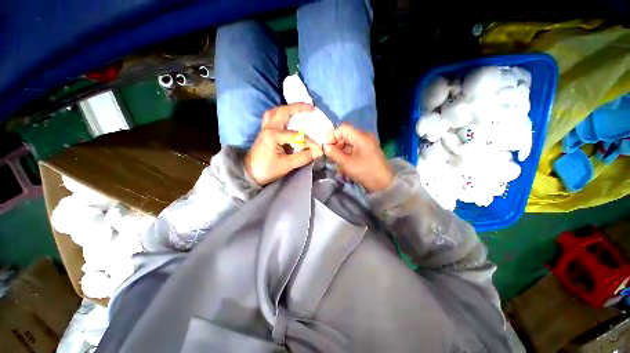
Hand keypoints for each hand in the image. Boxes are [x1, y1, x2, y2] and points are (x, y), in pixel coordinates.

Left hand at [245, 103, 322, 185]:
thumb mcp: (287, 165)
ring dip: (287, 109)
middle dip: (298, 107)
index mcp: (273, 136)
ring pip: (275, 112)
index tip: (318, 149)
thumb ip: (303, 157)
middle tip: (311, 108)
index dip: (309, 142)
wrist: (250, 174)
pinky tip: (288, 118)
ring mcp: (264, 129)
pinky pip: (272, 118)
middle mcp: (268, 128)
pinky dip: (281, 114)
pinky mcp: (264, 132)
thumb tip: (318, 152)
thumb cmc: (267, 170)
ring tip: (299, 110)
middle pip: (283, 111)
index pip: (296, 135)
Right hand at [324, 124, 393, 192]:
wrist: (384, 183)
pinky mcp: (368, 150)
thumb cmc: (365, 171)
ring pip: (349, 141)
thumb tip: (325, 146)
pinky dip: (346, 152)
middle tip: (329, 154)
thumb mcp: (346, 163)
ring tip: (334, 159)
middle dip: (335, 143)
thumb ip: (334, 153)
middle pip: (346, 134)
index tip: (326, 146)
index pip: (343, 128)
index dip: (332, 135)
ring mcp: (367, 143)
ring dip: (340, 148)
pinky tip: (342, 161)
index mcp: (361, 137)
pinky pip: (354, 147)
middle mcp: (364, 136)